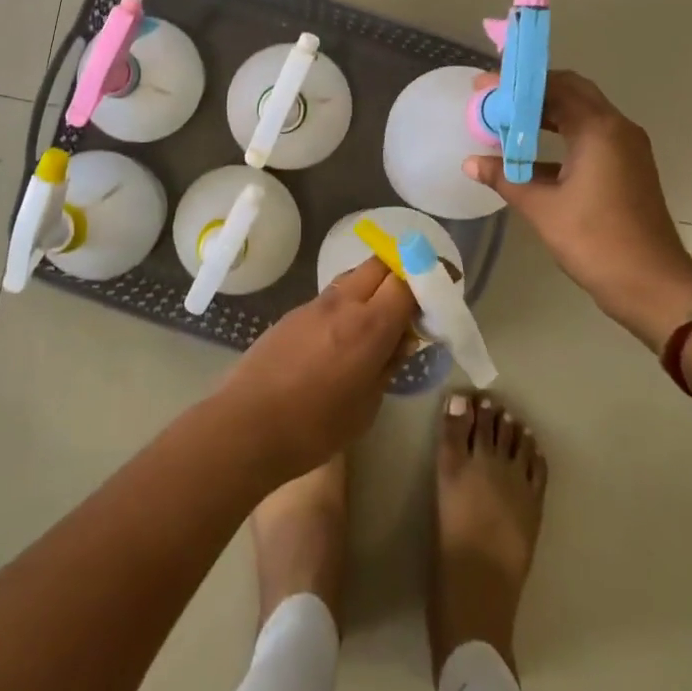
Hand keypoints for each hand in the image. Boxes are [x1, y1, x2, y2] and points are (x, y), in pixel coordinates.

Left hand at [213, 256, 419, 481]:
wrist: (246, 426)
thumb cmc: (314, 427)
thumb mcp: (367, 405)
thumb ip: (388, 365)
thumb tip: (401, 339)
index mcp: (369, 325)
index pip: (407, 280)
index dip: (429, 276)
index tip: (445, 280)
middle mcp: (343, 303)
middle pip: (380, 263)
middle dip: (402, 270)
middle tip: (414, 296)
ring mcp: (314, 305)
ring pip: (353, 276)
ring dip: (374, 284)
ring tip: (381, 314)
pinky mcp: (293, 314)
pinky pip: (332, 295)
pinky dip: (349, 300)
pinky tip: (347, 332)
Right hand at [466, 70, 691, 348]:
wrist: (652, 285)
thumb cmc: (595, 241)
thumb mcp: (541, 208)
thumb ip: (504, 178)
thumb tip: (470, 162)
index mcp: (598, 129)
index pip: (553, 86)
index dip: (515, 85)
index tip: (482, 88)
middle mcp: (617, 128)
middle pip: (571, 92)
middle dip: (531, 93)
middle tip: (494, 100)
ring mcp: (627, 148)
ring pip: (582, 114)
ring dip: (546, 113)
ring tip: (507, 121)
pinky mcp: (628, 167)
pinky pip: (590, 136)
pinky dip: (561, 135)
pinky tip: (531, 154)